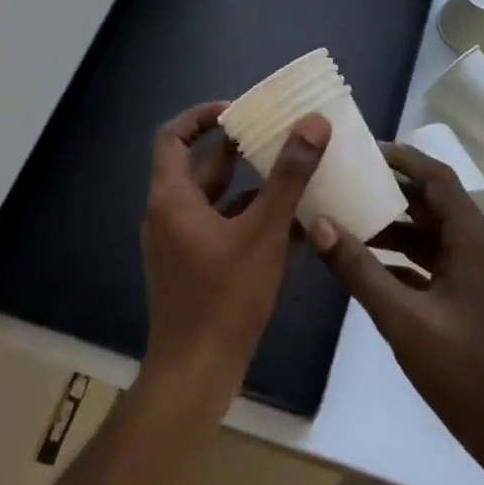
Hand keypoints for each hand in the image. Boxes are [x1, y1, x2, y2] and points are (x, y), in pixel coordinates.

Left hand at [139, 101, 330, 415]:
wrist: (195, 374)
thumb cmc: (224, 298)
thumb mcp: (264, 232)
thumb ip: (290, 176)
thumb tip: (314, 123)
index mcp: (172, 198)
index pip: (174, 136)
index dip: (203, 116)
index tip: (241, 110)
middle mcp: (169, 214)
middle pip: (201, 165)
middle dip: (241, 148)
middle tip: (281, 134)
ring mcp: (180, 243)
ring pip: (217, 198)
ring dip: (252, 184)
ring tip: (295, 171)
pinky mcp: (195, 266)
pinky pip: (223, 227)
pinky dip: (252, 217)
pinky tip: (294, 223)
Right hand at [306, 142, 483, 469]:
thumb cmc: (462, 370)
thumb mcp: (402, 318)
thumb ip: (358, 270)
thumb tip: (318, 223)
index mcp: (471, 237)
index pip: (435, 177)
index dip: (401, 158)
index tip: (362, 148)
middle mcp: (474, 243)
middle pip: (429, 200)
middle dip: (388, 188)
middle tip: (344, 178)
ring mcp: (470, 269)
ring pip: (426, 231)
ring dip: (390, 223)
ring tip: (344, 214)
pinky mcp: (462, 293)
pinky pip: (426, 258)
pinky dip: (397, 254)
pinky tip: (361, 260)